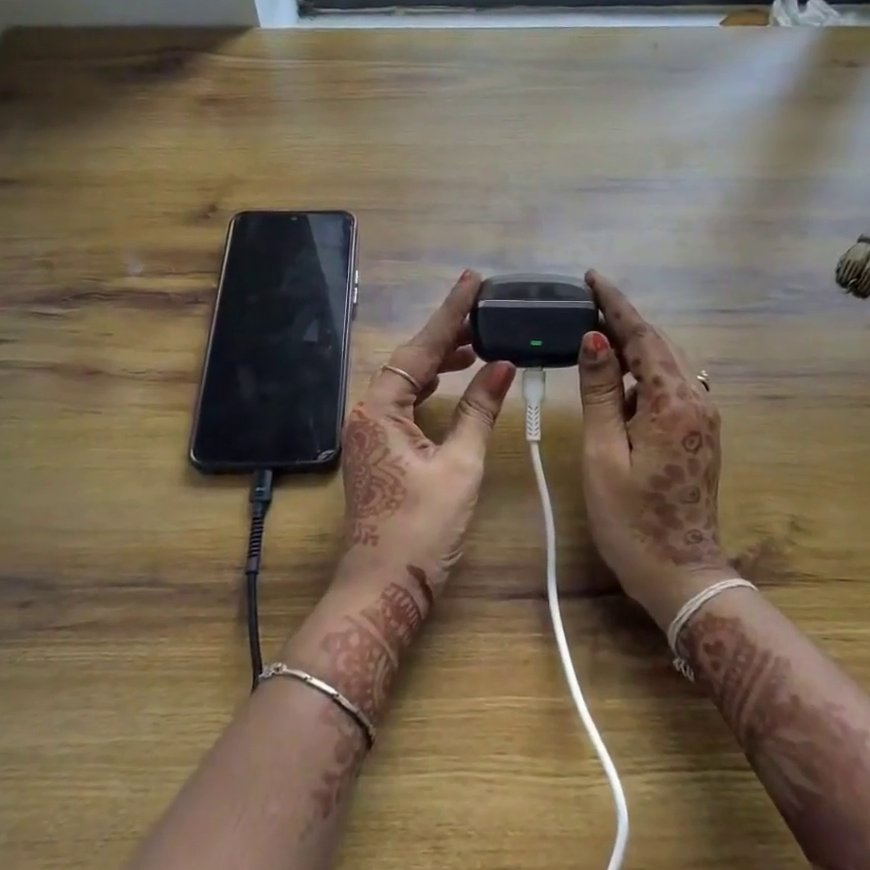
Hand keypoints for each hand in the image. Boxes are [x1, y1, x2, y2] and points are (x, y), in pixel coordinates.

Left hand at [334, 271, 514, 610]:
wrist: (383, 588)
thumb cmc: (421, 529)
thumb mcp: (459, 466)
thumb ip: (479, 411)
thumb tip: (503, 367)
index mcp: (379, 410)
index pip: (420, 349)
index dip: (450, 314)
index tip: (472, 281)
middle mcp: (366, 414)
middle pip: (408, 361)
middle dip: (445, 336)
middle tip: (484, 315)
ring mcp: (368, 434)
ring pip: (405, 382)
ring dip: (438, 363)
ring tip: (476, 345)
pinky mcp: (377, 451)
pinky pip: (403, 404)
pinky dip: (429, 389)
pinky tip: (451, 384)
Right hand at [577, 270, 735, 628]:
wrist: (680, 573)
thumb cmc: (632, 520)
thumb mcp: (605, 454)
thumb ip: (600, 393)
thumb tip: (595, 339)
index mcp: (673, 403)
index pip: (642, 338)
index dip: (615, 305)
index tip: (592, 278)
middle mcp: (697, 401)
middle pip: (658, 346)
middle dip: (623, 322)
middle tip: (586, 304)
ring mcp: (703, 418)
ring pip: (665, 366)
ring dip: (633, 349)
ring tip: (595, 339)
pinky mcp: (700, 434)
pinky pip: (670, 389)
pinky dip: (642, 377)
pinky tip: (618, 385)